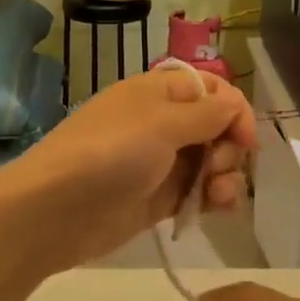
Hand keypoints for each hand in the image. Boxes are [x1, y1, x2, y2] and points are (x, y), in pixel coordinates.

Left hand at [0, 67, 256, 274]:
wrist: (53, 211)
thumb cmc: (109, 154)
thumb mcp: (161, 123)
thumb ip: (206, 114)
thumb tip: (235, 104)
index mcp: (159, 92)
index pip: (212, 89)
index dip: (235, 110)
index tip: (246, 140)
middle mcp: (162, 123)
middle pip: (216, 127)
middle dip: (229, 148)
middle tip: (217, 169)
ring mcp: (159, 163)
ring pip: (210, 162)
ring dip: (226, 177)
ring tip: (218, 197)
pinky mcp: (157, 199)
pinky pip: (197, 192)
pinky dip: (212, 198)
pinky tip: (216, 209)